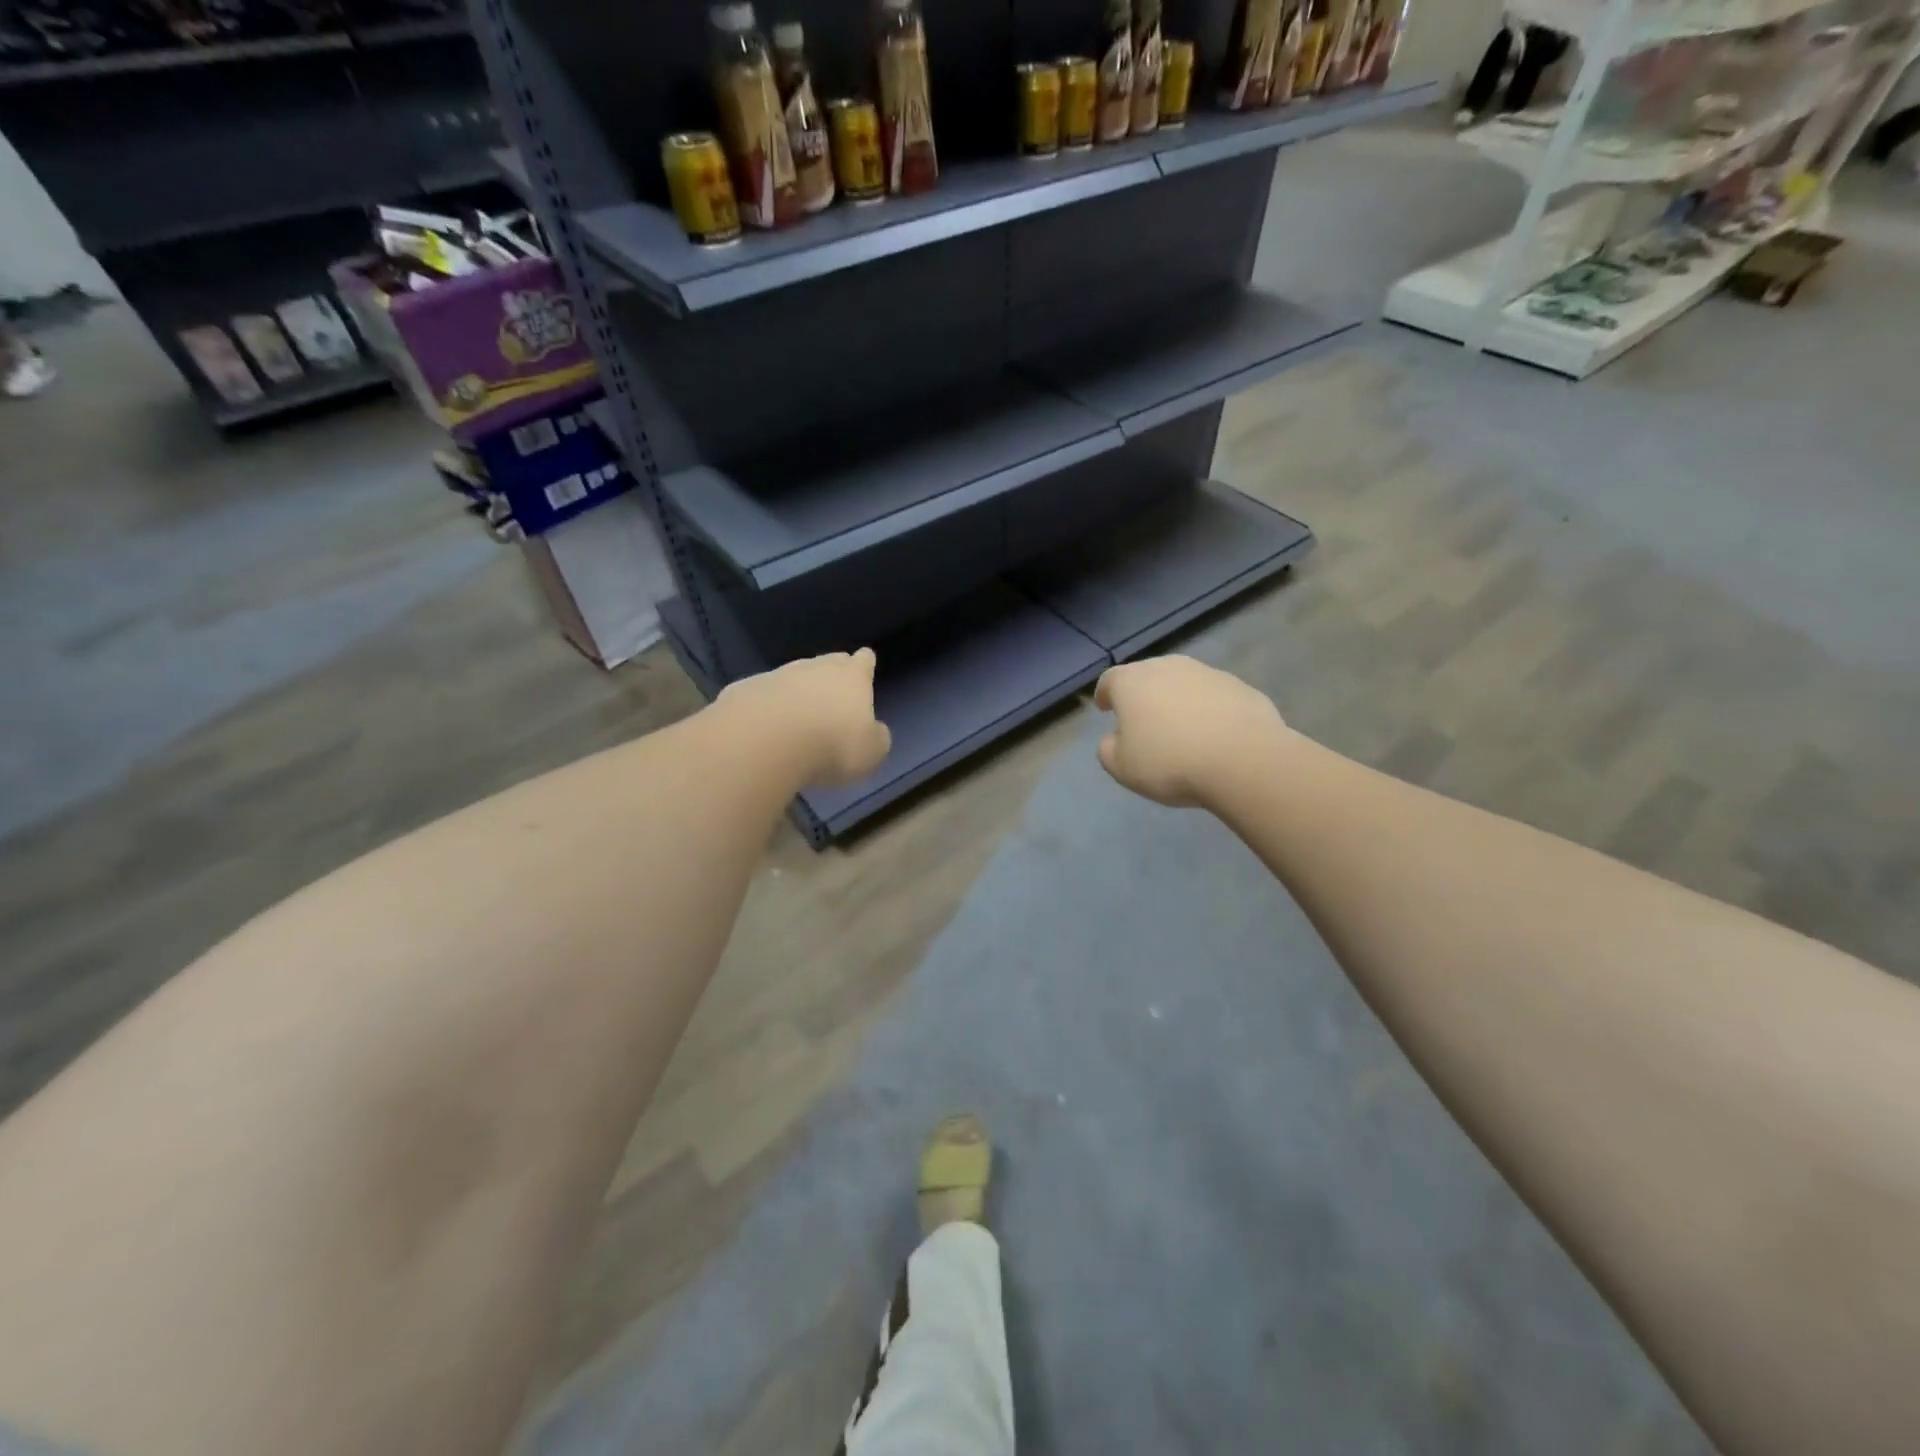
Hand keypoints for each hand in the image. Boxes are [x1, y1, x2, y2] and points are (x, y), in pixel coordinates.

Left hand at [716, 648, 891, 787]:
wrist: (765, 741)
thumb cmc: (832, 746)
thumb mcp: (870, 753)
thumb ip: (876, 738)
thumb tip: (875, 731)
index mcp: (852, 678)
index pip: (863, 661)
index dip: (865, 663)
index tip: (865, 661)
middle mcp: (815, 668)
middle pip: (827, 662)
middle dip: (832, 671)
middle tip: (834, 688)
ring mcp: (778, 675)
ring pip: (793, 676)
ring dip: (798, 690)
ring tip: (798, 713)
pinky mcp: (746, 690)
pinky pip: (763, 694)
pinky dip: (767, 705)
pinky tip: (764, 724)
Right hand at [1093, 656, 1285, 807]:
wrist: (1243, 760)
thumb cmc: (1170, 762)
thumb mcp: (1122, 768)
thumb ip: (1108, 750)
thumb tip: (1114, 739)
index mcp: (1132, 682)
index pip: (1110, 680)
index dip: (1104, 694)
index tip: (1104, 708)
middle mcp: (1168, 667)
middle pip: (1147, 675)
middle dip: (1142, 694)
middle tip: (1142, 719)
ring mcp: (1208, 673)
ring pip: (1183, 683)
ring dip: (1177, 700)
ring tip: (1180, 728)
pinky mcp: (1241, 687)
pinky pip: (1214, 697)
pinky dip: (1208, 709)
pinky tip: (1213, 734)